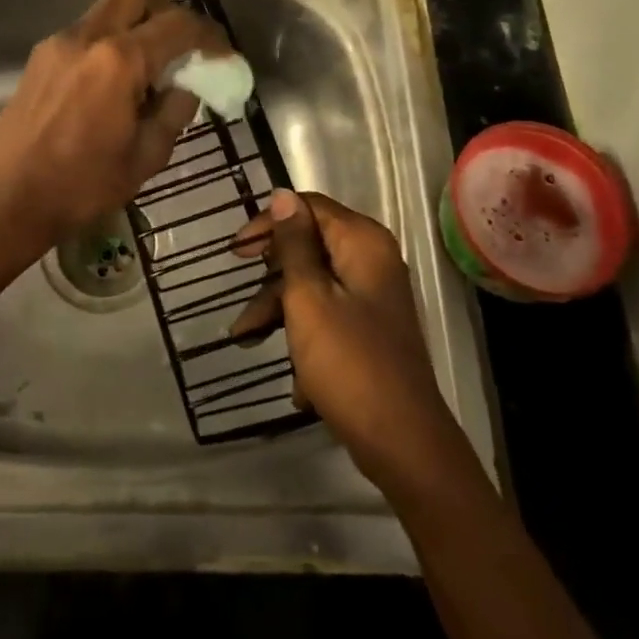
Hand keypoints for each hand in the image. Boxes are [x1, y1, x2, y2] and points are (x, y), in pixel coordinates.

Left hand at [0, 0, 227, 257]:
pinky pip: (86, 31)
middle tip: (182, 47)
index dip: (210, 36)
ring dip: (136, 25)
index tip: (224, 55)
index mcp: (120, 61)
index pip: (178, 25)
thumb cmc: (82, 185)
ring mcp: (59, 43)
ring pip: (108, 9)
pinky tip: (112, 81)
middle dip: (168, 12)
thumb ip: (174, 112)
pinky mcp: (40, 57)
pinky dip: (109, 41)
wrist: (7, 199)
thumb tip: (186, 87)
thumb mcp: (146, 157)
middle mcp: (89, 37)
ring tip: (148, 67)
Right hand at [230, 190, 467, 494]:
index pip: (308, 207)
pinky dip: (304, 335)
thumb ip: (293, 245)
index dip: (269, 222)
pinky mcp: (369, 330)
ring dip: (279, 309)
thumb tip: (283, 195)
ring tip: (245, 340)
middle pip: (309, 246)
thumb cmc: (349, 362)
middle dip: (270, 275)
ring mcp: (372, 297)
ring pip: (314, 284)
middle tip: (240, 294)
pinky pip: (327, 315)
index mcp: (362, 242)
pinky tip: (294, 378)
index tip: (235, 251)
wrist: (403, 443)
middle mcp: (372, 260)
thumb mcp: (309, 298)